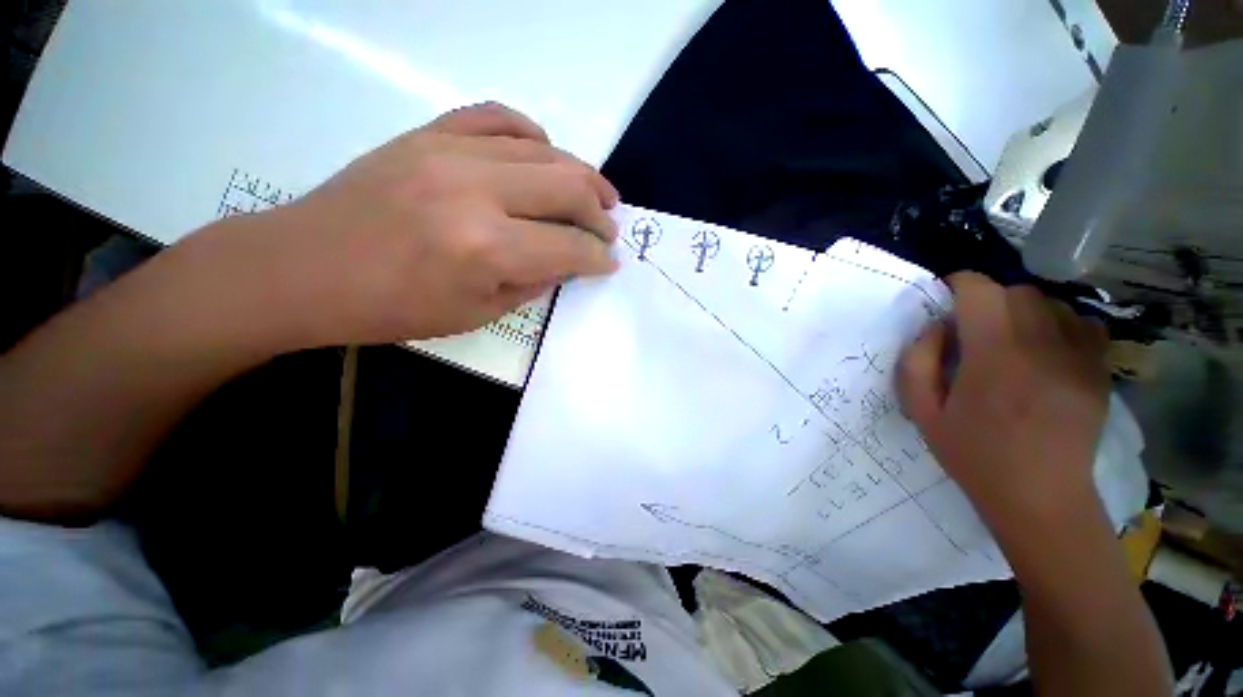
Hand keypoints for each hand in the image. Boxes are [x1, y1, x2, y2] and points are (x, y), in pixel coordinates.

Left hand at [200, 102, 619, 346]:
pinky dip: (532, 133)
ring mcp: (449, 152)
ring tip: (597, 193)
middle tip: (610, 227)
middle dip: (600, 213)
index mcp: (487, 249)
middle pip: (568, 187)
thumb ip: (533, 284)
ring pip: (543, 150)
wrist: (306, 268)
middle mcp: (476, 191)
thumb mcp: (477, 314)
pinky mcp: (428, 134)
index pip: (570, 247)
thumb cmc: (393, 307)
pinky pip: (496, 116)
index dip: (598, 258)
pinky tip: (544, 153)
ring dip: (581, 174)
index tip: (610, 263)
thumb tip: (567, 262)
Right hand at [897, 272, 1110, 521]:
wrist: (1041, 497)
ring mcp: (1079, 356)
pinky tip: (1045, 349)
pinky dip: (1059, 323)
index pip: (979, 290)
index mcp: (993, 357)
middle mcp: (1042, 346)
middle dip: (989, 300)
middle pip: (1016, 291)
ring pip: (1050, 302)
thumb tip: (936, 326)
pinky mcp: (1099, 369)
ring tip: (1010, 340)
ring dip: (1023, 311)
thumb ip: (917, 361)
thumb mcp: (922, 411)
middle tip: (974, 329)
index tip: (946, 300)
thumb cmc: (973, 454)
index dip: (958, 285)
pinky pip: (1082, 322)